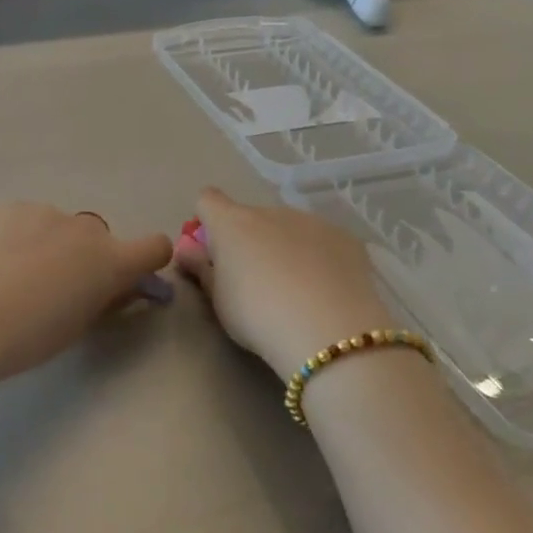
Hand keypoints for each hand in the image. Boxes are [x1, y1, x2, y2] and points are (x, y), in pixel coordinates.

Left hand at [0, 203, 172, 382]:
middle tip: (54, 287)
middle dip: (86, 256)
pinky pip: (23, 220)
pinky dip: (16, 236)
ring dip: (49, 244)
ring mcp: (44, 212)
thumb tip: (118, 287)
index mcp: (110, 261)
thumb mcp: (78, 326)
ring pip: (57, 227)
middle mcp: (84, 229)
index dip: (147, 261)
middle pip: (98, 237)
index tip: (128, 279)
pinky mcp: (8, 208)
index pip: (155, 247)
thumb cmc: (29, 336)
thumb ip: (104, 299)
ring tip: (12, 276)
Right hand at [174, 188, 392, 379]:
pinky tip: (326, 291)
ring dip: (285, 247)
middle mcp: (270, 212)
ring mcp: (311, 221)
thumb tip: (187, 249)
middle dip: (249, 240)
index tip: (212, 251)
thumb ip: (201, 269)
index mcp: (232, 223)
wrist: (328, 331)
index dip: (207, 221)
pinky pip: (321, 241)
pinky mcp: (346, 238)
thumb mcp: (218, 300)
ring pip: (288, 228)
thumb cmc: (257, 315)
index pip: (207, 200)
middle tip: (256, 282)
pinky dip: (319, 257)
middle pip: (250, 218)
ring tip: (296, 290)